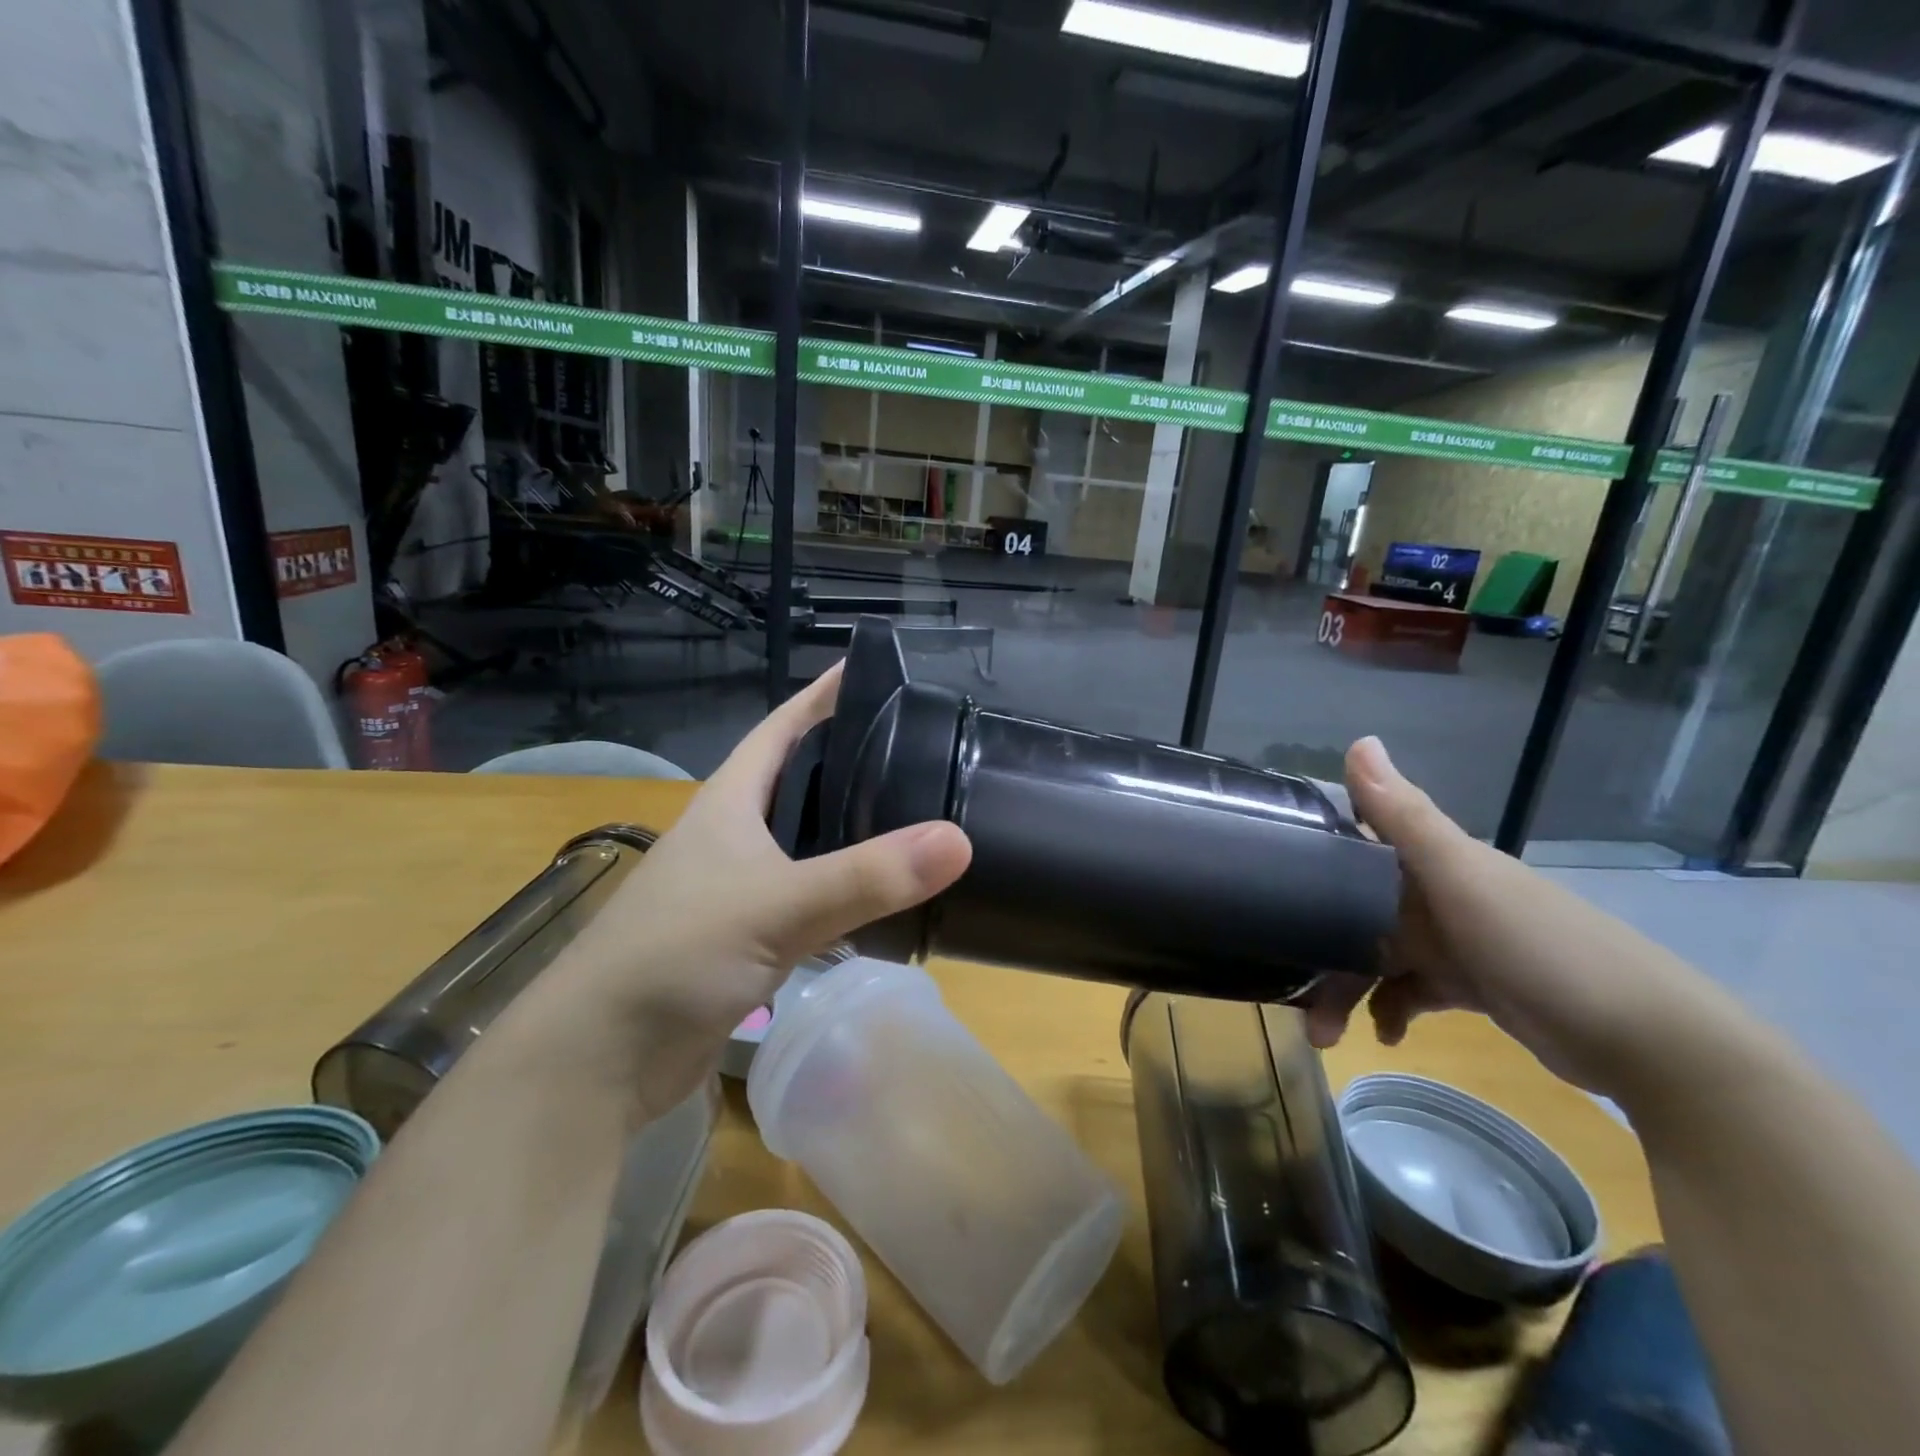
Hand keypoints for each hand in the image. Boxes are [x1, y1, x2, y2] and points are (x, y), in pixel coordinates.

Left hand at [510, 663, 972, 1117]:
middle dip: (848, 759)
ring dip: (848, 827)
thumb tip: (959, 840)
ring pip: (804, 840)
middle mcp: (732, 834)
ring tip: (912, 812)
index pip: (782, 728)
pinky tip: (880, 892)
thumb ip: (867, 876)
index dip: (822, 696)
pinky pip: (806, 895)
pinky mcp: (745, 935)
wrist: (601, 1057)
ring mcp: (736, 886)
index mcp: (729, 802)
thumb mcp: (777, 906)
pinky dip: (842, 887)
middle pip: (797, 780)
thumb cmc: (676, 955)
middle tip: (916, 747)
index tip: (873, 672)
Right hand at [1303, 736, 1727, 1098]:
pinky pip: (1412, 991)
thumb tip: (1357, 739)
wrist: (1649, 1041)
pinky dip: (1392, 1009)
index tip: (1265, 881)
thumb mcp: (1462, 878)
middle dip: (1322, 948)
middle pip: (1358, 911)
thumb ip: (1404, 816)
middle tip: (1291, 991)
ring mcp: (1458, 941)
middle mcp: (1440, 893)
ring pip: (1378, 957)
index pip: (1357, 844)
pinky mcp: (1474, 986)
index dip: (1311, 858)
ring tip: (1326, 1036)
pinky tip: (1386, 1035)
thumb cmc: (1541, 946)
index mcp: (1434, 860)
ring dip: (1348, 990)